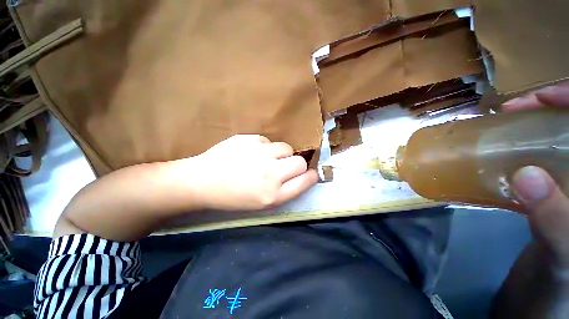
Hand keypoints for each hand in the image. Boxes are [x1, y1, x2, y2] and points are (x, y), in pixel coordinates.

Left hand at [177, 135, 317, 210]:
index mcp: (272, 195)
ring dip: (280, 154)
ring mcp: (259, 154)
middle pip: (300, 162)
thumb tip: (303, 174)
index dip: (311, 176)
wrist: (203, 181)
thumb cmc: (233, 197)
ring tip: (265, 159)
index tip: (311, 174)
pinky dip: (263, 147)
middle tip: (283, 167)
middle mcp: (270, 174)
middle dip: (296, 165)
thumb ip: (285, 190)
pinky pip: (267, 141)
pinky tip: (250, 153)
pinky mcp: (248, 139)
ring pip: (286, 147)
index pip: (305, 181)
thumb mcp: (262, 203)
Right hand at [504, 83, 568, 268]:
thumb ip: (557, 222)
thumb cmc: (561, 286)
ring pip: (557, 142)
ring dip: (532, 129)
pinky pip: (541, 164)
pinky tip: (504, 156)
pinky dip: (523, 154)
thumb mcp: (565, 258)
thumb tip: (526, 176)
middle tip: (514, 109)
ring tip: (505, 125)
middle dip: (548, 110)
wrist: (545, 297)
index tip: (542, 96)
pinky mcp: (555, 196)